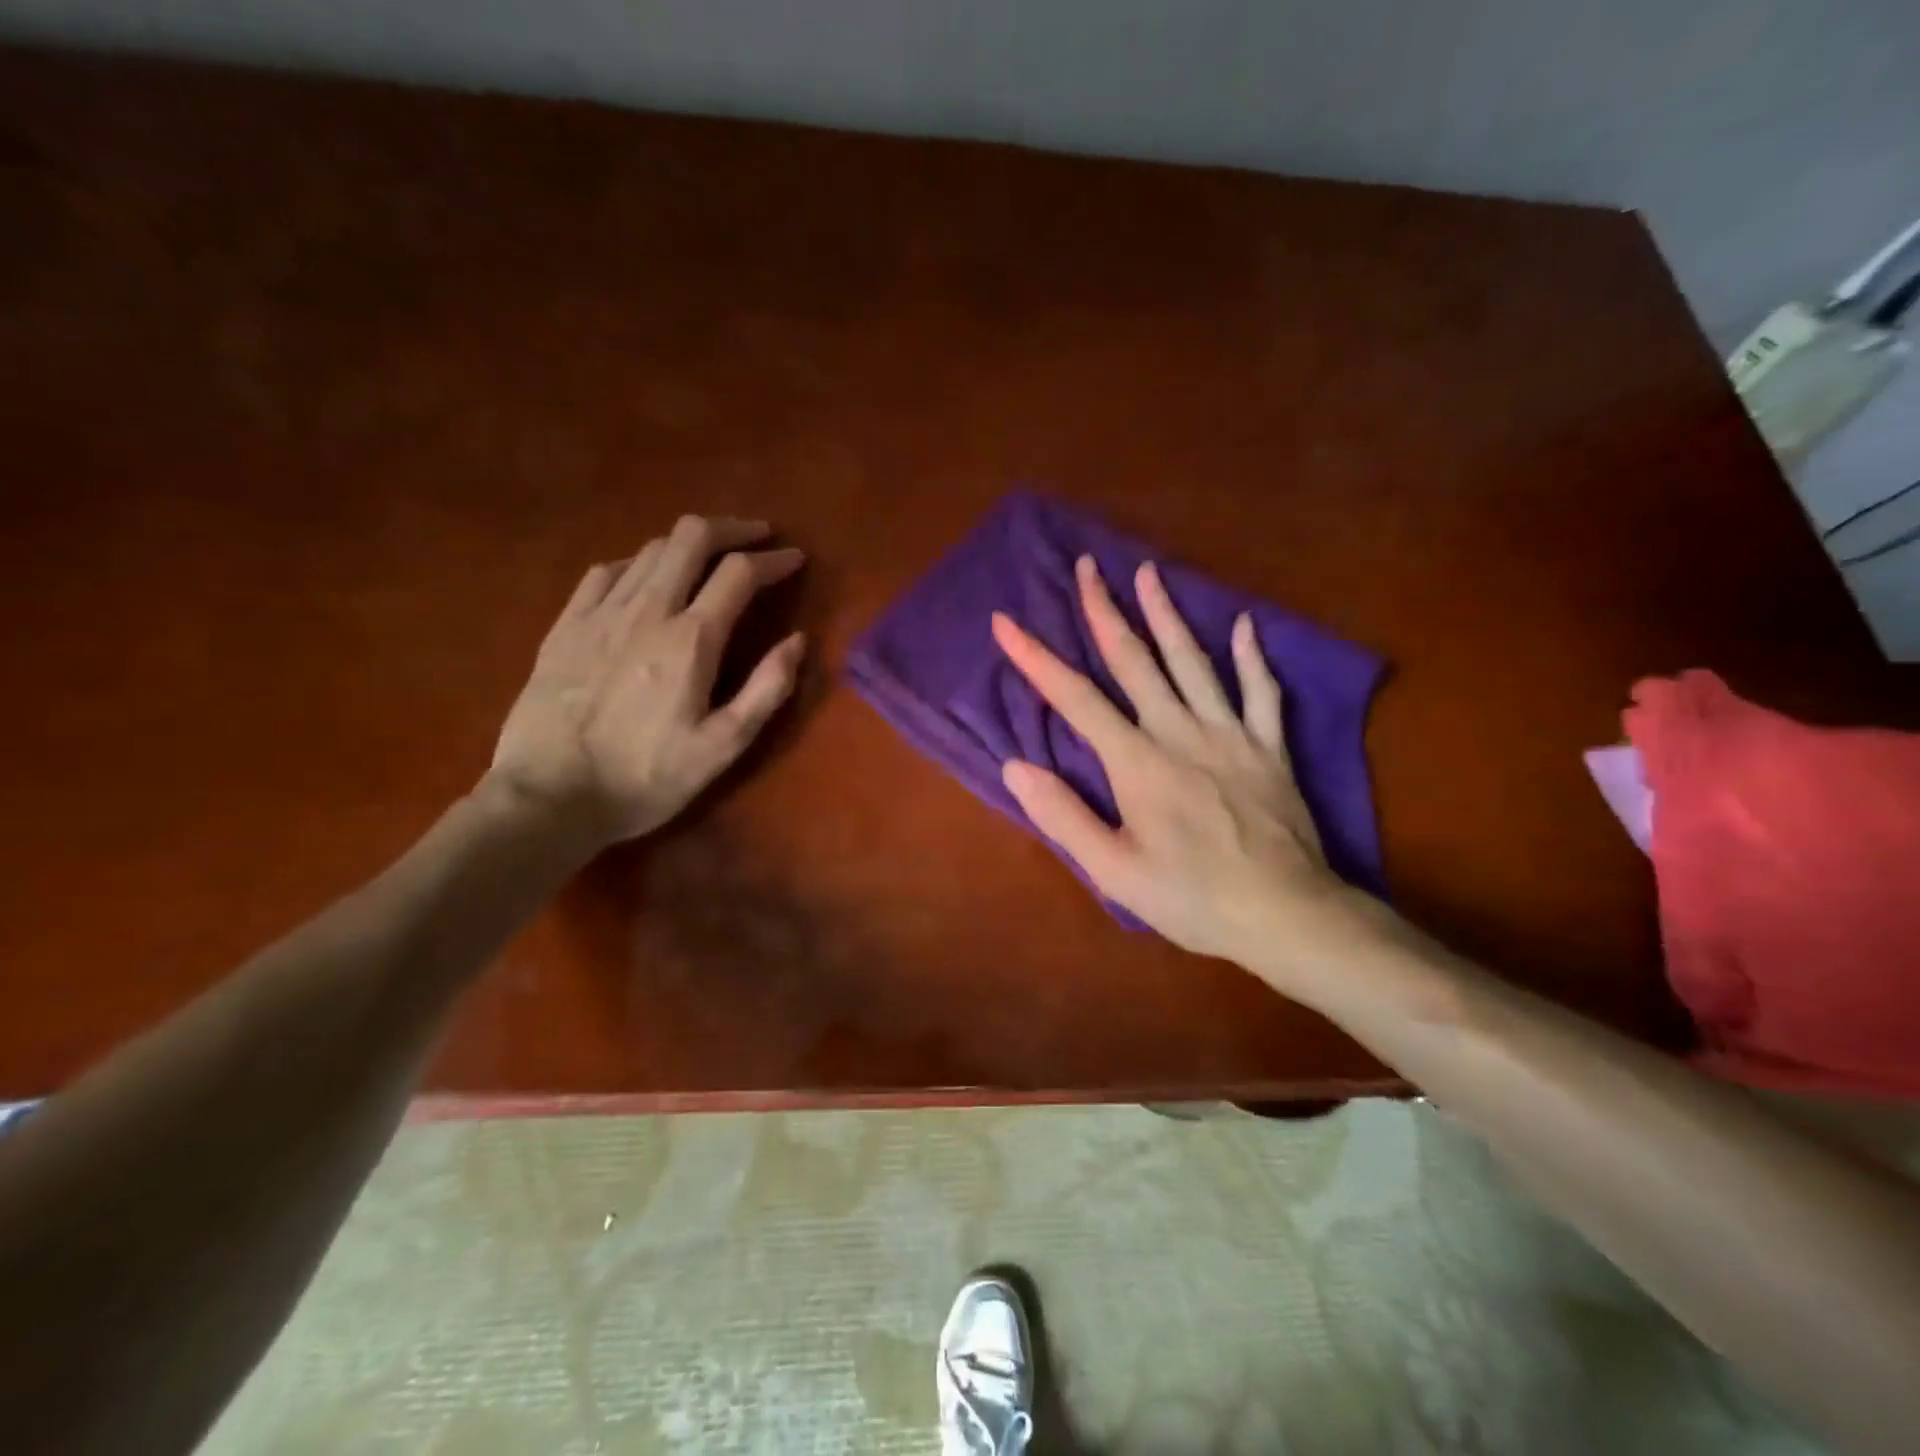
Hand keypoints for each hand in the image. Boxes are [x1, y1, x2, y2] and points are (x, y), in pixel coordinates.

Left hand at [490, 516, 805, 845]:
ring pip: (650, 549)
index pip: (740, 573)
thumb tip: (797, 641)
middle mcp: (647, 610)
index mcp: (691, 639)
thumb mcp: (723, 747)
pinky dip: (639, 564)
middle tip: (757, 537)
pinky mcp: (565, 625)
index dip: (774, 560)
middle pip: (691, 537)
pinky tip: (645, 580)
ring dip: (688, 544)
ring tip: (709, 559)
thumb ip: (767, 689)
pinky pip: (607, 571)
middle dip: (732, 528)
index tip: (795, 559)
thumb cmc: (646, 778)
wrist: (549, 798)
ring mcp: (600, 612)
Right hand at [992, 556, 1380, 990]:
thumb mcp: (1114, 871)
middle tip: (1088, 567)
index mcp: (1138, 762)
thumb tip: (1014, 767)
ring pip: (1194, 662)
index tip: (1007, 622)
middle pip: (1136, 661)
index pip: (1076, 698)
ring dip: (1168, 615)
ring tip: (1150, 572)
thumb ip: (1063, 816)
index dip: (1036, 658)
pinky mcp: (1270, 748)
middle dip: (1106, 611)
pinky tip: (1245, 626)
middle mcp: (1181, 732)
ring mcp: (1231, 735)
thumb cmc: (1192, 898)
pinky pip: (1262, 692)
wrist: (1286, 915)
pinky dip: (1252, 657)